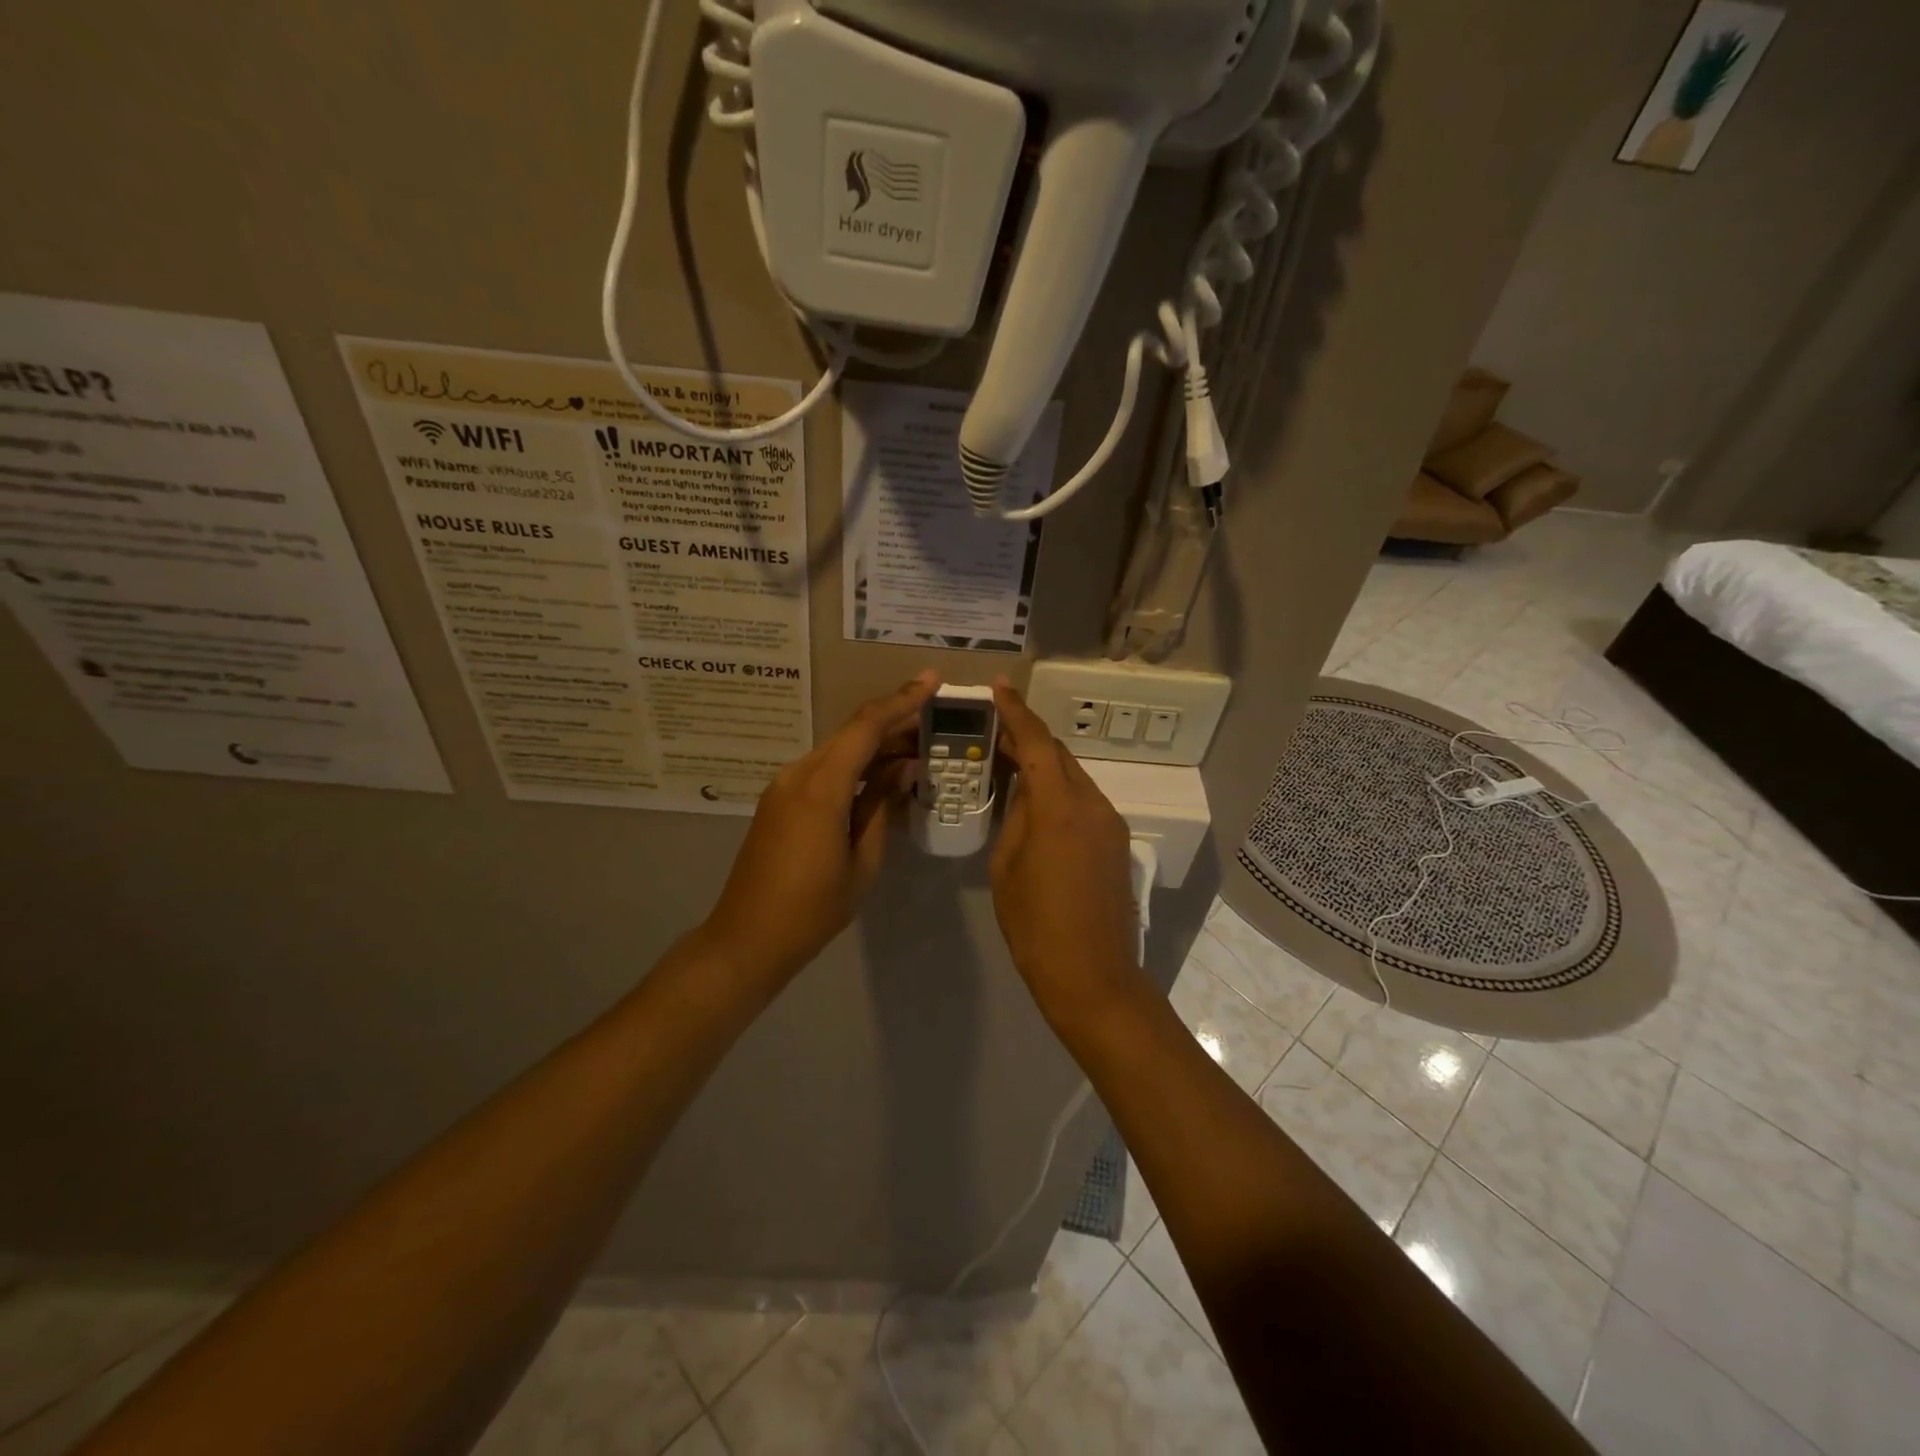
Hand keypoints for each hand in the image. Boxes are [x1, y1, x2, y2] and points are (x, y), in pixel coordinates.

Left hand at [700, 671, 938, 982]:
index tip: (932, 681)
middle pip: (852, 734)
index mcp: (820, 787)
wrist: (748, 938)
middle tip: (935, 722)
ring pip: (838, 750)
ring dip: (875, 745)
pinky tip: (881, 774)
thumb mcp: (862, 860)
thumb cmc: (813, 908)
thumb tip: (905, 767)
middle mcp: (798, 774)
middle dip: (894, 722)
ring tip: (918, 748)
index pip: (866, 727)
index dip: (902, 701)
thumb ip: (882, 805)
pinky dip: (855, 765)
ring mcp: (784, 785)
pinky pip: (824, 769)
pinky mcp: (780, 799)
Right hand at [989, 678, 1147, 1022]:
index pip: (1038, 743)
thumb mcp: (1007, 867)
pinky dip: (1059, 792)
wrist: (1093, 976)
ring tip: (1011, 767)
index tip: (999, 687)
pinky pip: (1084, 801)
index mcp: (1060, 807)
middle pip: (1059, 755)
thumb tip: (1025, 794)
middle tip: (995, 732)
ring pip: (1074, 777)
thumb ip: (1017, 818)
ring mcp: (1110, 823)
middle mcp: (1093, 804)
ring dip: (1045, 766)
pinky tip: (1037, 804)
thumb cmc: (1036, 925)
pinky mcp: (1117, 842)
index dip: (1017, 712)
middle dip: (1028, 738)